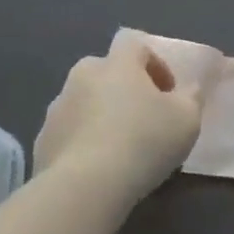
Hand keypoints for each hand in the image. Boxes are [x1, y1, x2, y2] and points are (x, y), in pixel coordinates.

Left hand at [33, 36, 201, 203]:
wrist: (84, 188)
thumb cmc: (144, 141)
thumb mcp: (187, 118)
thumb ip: (192, 96)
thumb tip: (189, 88)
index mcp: (118, 64)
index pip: (134, 44)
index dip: (154, 63)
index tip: (167, 92)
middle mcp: (83, 77)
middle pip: (105, 71)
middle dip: (123, 87)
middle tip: (143, 116)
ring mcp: (57, 109)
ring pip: (84, 102)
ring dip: (101, 114)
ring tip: (119, 147)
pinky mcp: (41, 142)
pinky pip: (68, 133)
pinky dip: (82, 142)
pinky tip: (97, 167)